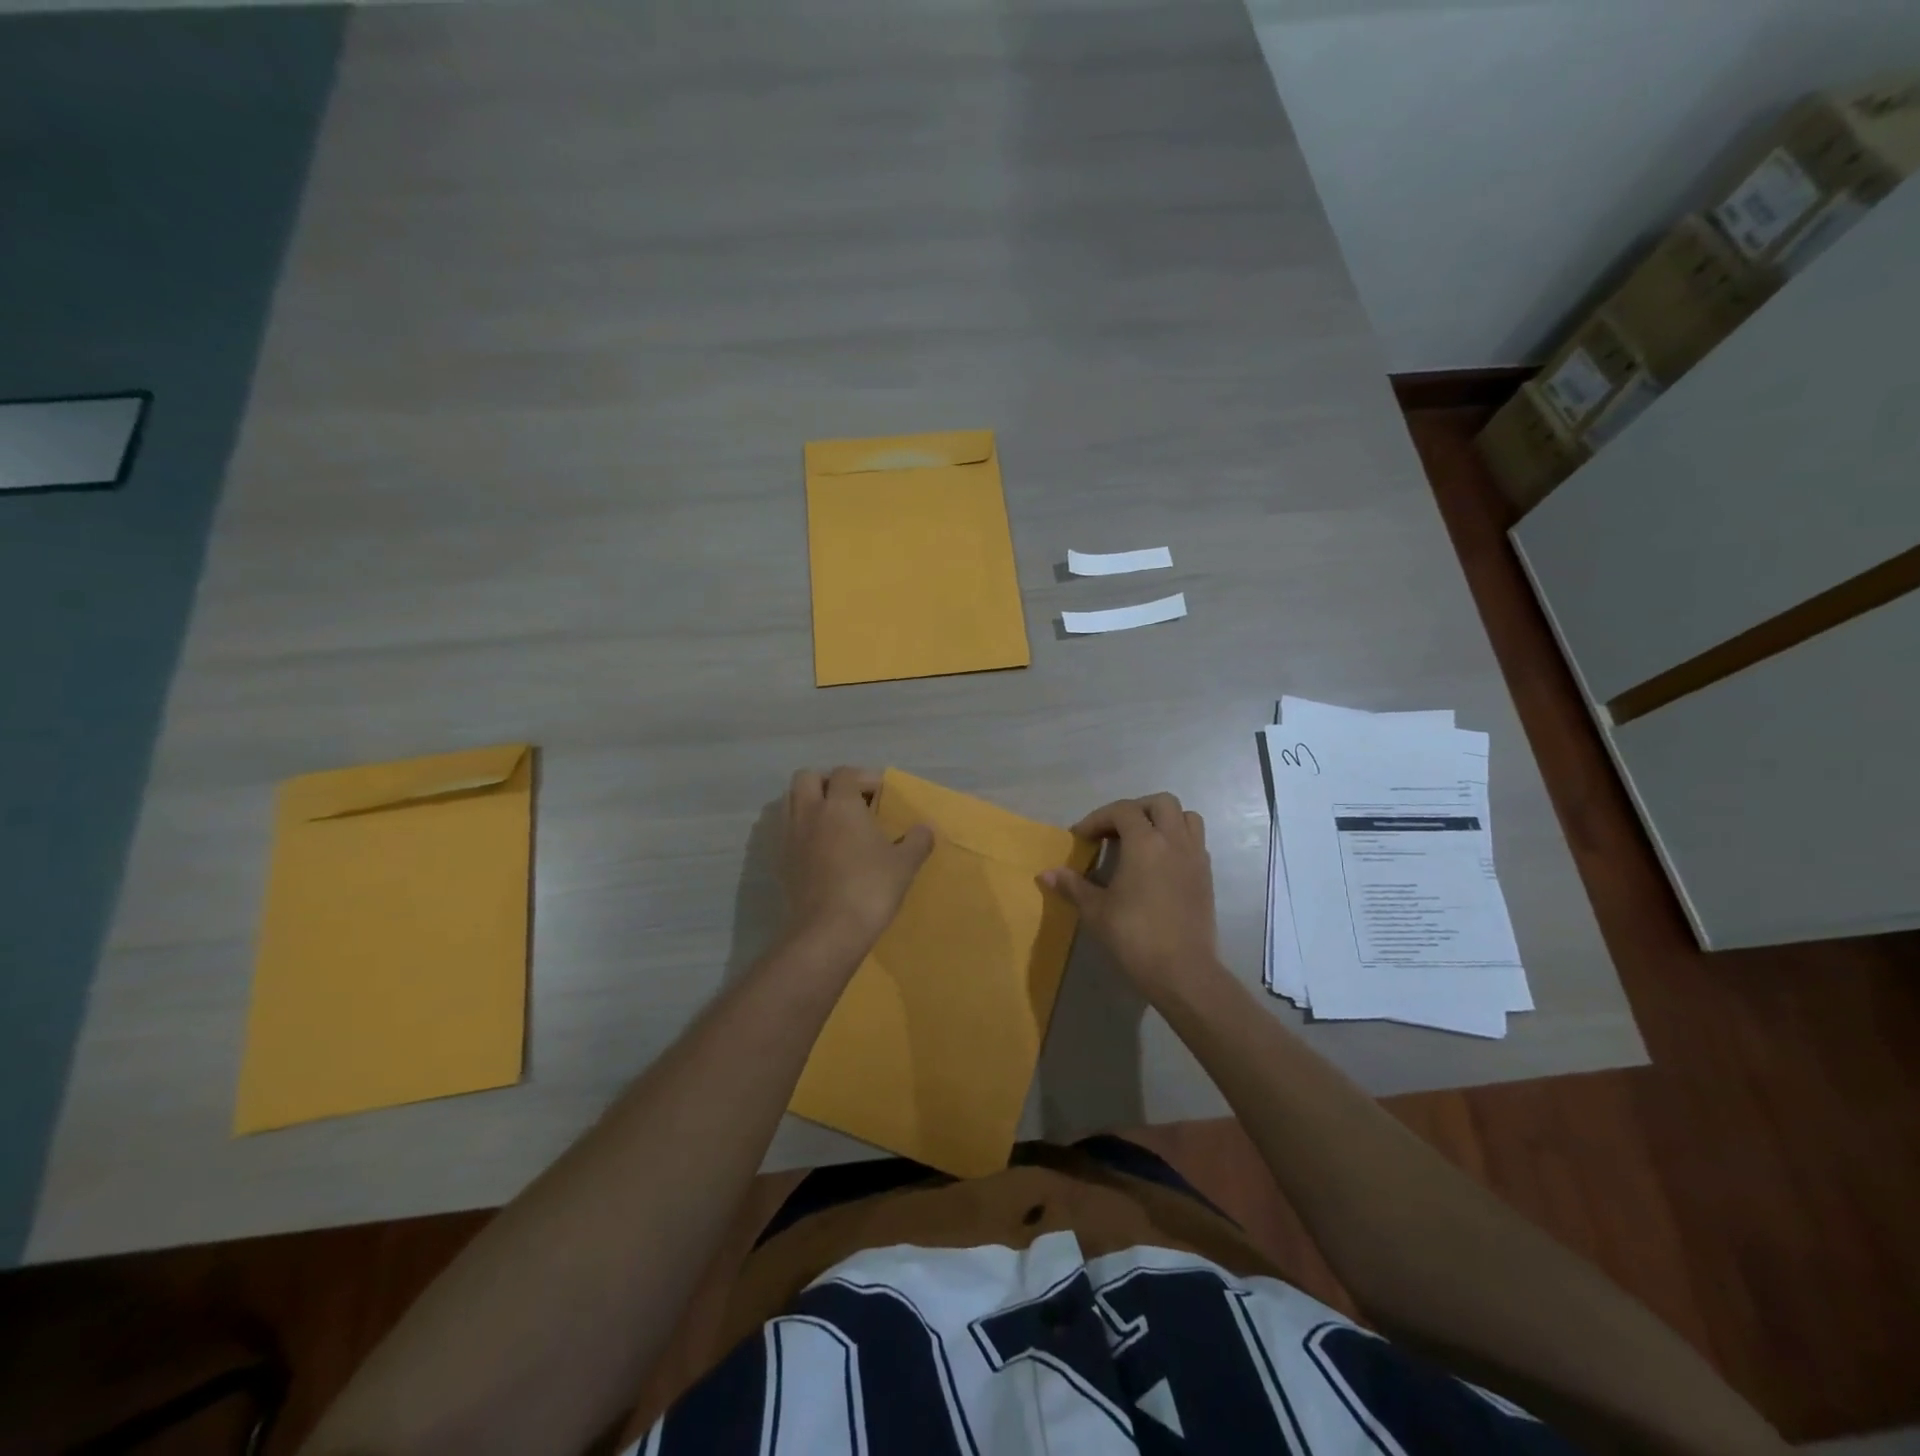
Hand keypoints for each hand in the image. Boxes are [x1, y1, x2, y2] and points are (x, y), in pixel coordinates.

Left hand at [780, 767, 933, 960]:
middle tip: (850, 801)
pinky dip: (802, 831)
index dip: (864, 778)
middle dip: (827, 782)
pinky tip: (821, 850)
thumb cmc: (870, 888)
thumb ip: (917, 841)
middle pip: (808, 778)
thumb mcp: (904, 864)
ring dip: (810, 804)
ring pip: (791, 802)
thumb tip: (925, 828)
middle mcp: (810, 812)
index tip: (882, 795)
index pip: (846, 773)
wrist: (828, 932)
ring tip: (834, 823)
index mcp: (840, 804)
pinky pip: (787, 832)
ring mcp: (790, 837)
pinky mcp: (781, 862)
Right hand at [1041, 793, 1219, 997]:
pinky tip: (1159, 863)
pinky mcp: (1207, 876)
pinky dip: (1177, 839)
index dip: (1098, 818)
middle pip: (1160, 802)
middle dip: (1134, 809)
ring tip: (1141, 840)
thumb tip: (1046, 873)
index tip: (1081, 838)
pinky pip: (1195, 841)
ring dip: (1162, 819)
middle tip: (1114, 831)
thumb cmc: (1135, 936)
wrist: (1183, 971)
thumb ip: (1073, 886)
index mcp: (1145, 842)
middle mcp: (1174, 841)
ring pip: (1186, 816)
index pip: (1122, 811)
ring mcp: (1195, 857)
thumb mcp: (1096, 911)